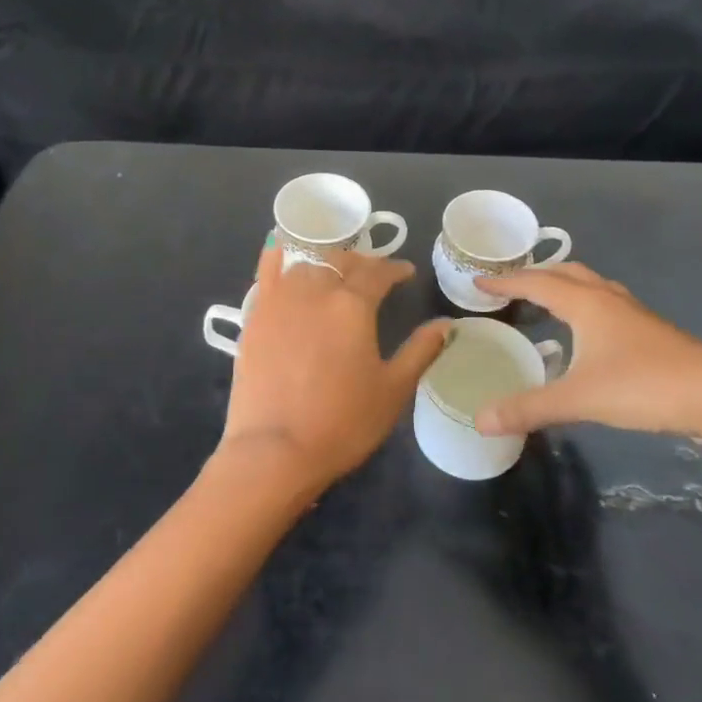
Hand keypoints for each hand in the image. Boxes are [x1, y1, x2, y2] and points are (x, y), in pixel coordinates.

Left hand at [220, 239, 451, 494]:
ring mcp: (279, 300)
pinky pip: (266, 271)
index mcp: (352, 305)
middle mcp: (315, 290)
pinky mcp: (254, 315)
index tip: (406, 273)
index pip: (378, 273)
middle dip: (362, 263)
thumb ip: (421, 351)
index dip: (395, 269)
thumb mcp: (393, 390)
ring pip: (306, 262)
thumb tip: (446, 324)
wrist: (275, 450)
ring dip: (326, 261)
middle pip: (341, 261)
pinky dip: (278, 255)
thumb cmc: (342, 423)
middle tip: (374, 275)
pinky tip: (283, 251)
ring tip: (336, 272)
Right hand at [472, 263, 701, 450]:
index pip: (536, 283)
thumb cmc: (645, 386)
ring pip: (591, 287)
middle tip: (510, 287)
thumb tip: (480, 420)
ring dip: (564, 286)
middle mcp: (608, 300)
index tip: (479, 283)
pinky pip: (607, 306)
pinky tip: (587, 334)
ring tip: (545, 301)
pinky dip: (585, 306)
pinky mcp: (651, 333)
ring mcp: (634, 315)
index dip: (505, 282)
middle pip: (567, 273)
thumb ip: (529, 408)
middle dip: (536, 275)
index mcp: (587, 304)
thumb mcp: (580, 398)